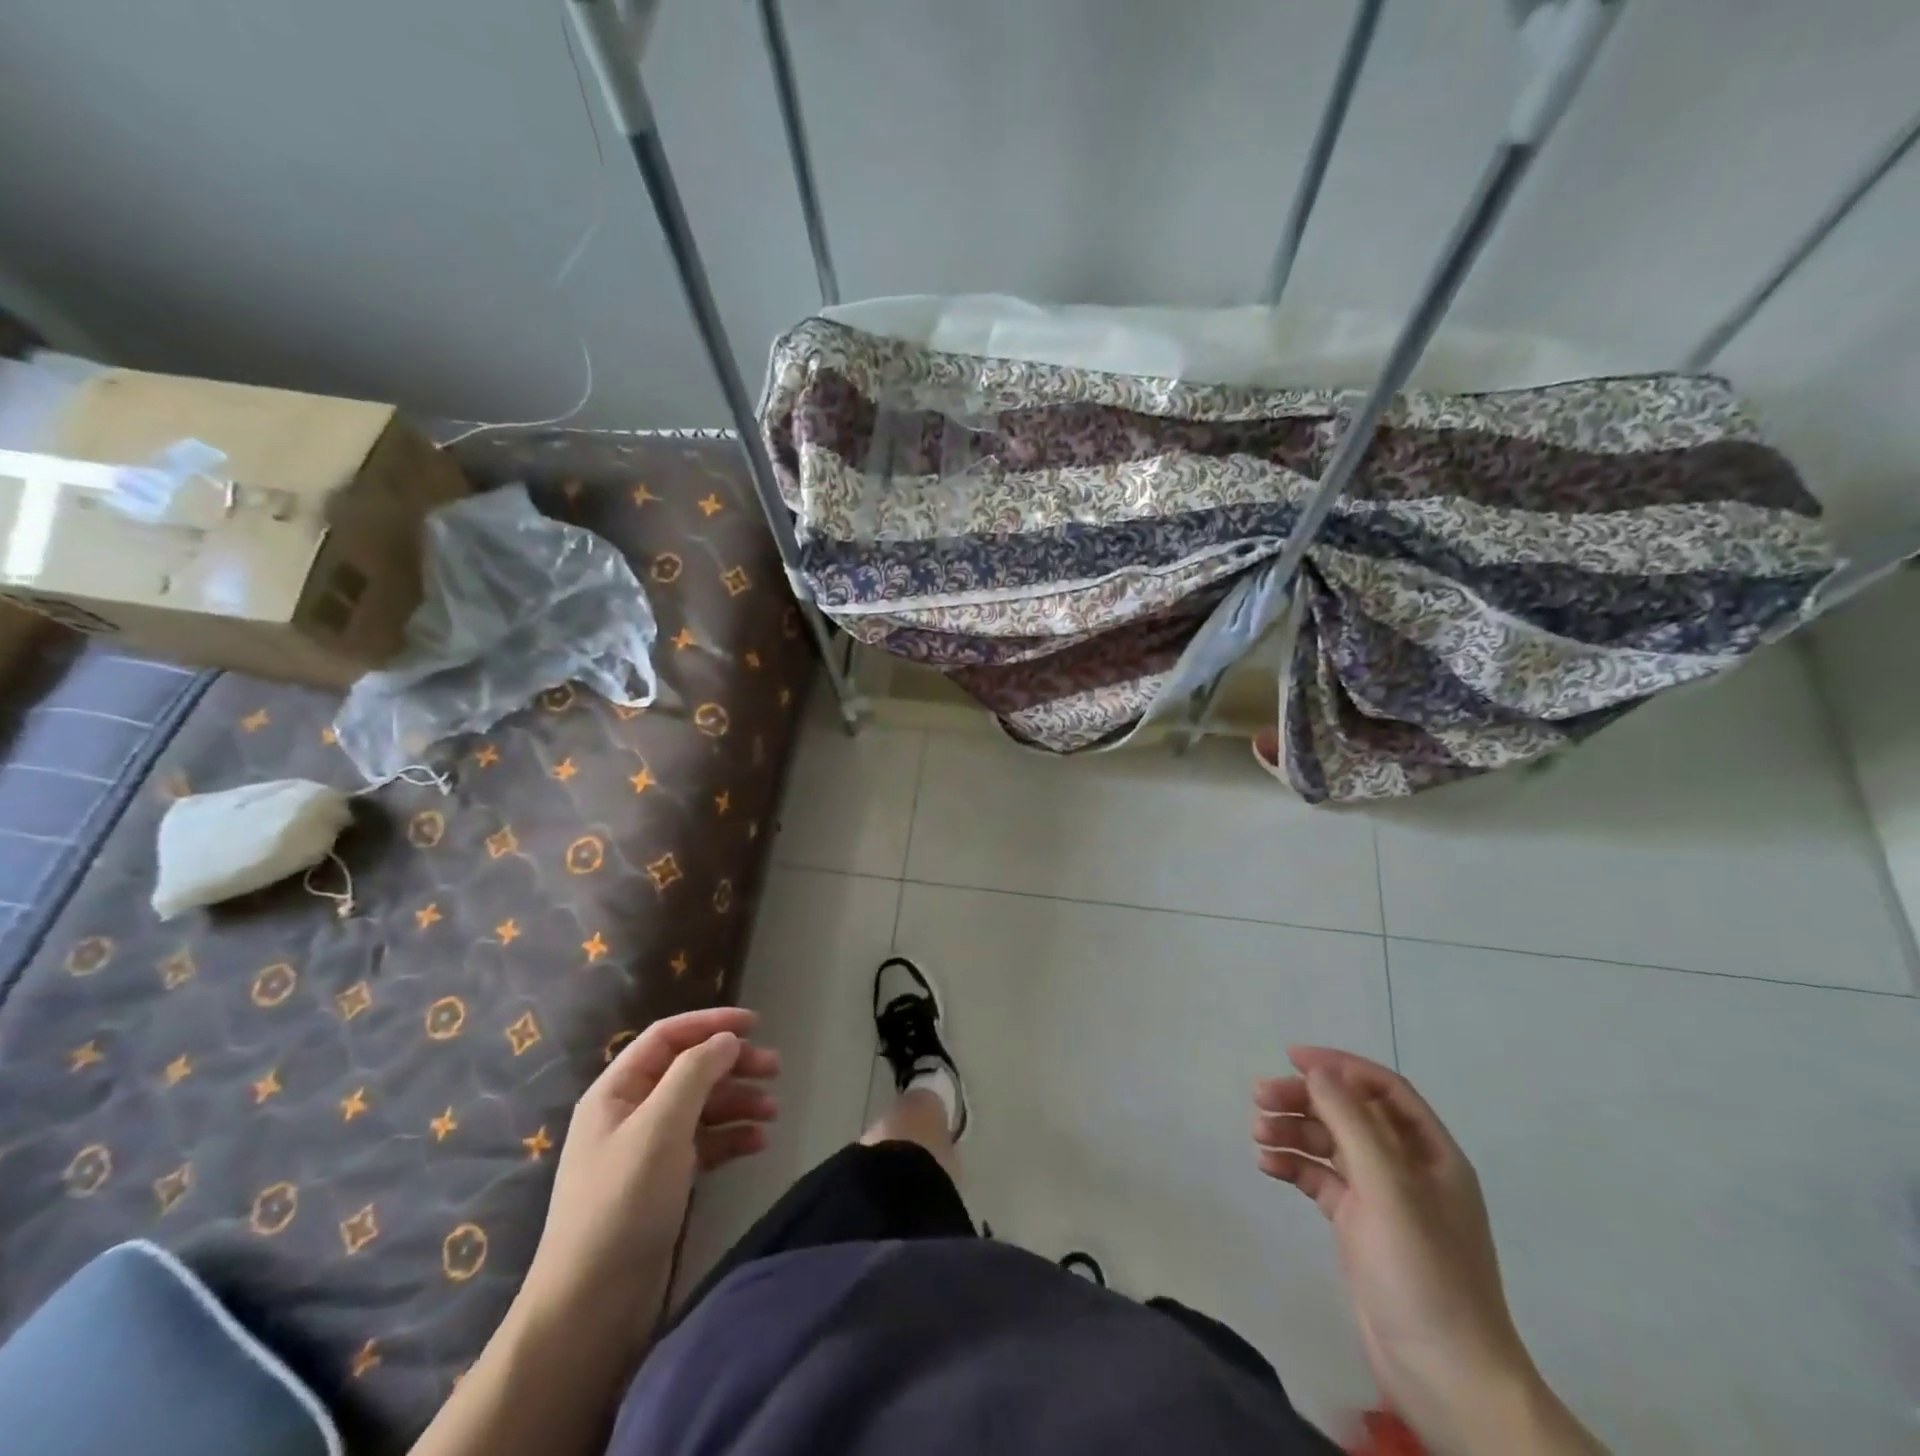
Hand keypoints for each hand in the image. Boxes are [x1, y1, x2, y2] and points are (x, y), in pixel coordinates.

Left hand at [520, 1007, 779, 1358]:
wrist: (591, 1307)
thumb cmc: (622, 1203)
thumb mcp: (660, 1127)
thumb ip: (695, 1073)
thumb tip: (726, 1039)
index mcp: (617, 1091)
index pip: (668, 1037)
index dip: (711, 1023)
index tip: (756, 1024)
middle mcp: (632, 1112)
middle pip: (690, 1069)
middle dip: (733, 1065)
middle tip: (775, 1069)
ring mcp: (648, 1149)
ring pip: (702, 1106)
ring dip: (739, 1102)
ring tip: (774, 1112)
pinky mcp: (665, 1182)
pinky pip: (705, 1143)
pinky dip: (732, 1138)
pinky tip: (758, 1143)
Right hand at [1253, 1048, 1601, 1454]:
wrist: (1447, 1378)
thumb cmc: (1424, 1273)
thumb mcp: (1388, 1188)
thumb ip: (1353, 1122)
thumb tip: (1319, 1071)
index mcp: (1430, 1154)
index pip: (1383, 1089)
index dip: (1340, 1066)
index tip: (1292, 1059)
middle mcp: (1407, 1169)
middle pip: (1350, 1113)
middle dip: (1306, 1099)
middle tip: (1259, 1097)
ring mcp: (1382, 1200)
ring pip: (1331, 1145)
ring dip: (1294, 1131)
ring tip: (1258, 1134)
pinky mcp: (1359, 1228)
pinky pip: (1321, 1180)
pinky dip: (1294, 1166)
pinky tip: (1268, 1166)